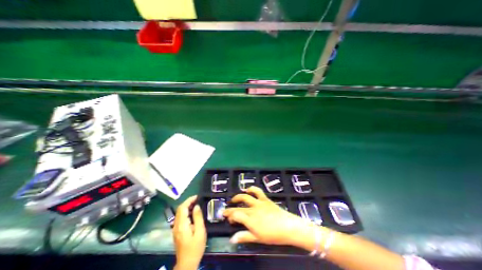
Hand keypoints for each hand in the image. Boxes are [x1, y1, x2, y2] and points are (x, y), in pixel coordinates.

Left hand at [173, 196, 206, 269]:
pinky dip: (186, 212)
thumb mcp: (200, 231)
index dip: (189, 200)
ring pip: (179, 213)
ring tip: (196, 204)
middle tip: (198, 199)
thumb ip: (198, 217)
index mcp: (182, 225)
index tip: (197, 197)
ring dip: (187, 206)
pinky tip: (192, 213)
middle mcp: (176, 225)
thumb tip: (196, 206)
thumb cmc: (195, 247)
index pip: (183, 208)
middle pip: (180, 209)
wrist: (187, 263)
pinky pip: (180, 218)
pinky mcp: (177, 231)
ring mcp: (175, 229)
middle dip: (188, 202)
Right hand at [220, 188, 313, 246]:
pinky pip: (257, 191)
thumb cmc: (272, 235)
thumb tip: (232, 239)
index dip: (230, 216)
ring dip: (238, 197)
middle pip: (238, 207)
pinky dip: (251, 189)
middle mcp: (252, 209)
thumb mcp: (257, 238)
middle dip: (230, 209)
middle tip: (226, 211)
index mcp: (250, 220)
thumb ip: (244, 236)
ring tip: (234, 199)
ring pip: (245, 197)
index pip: (235, 215)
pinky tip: (248, 189)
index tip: (228, 219)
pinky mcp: (264, 199)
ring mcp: (258, 202)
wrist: (287, 226)